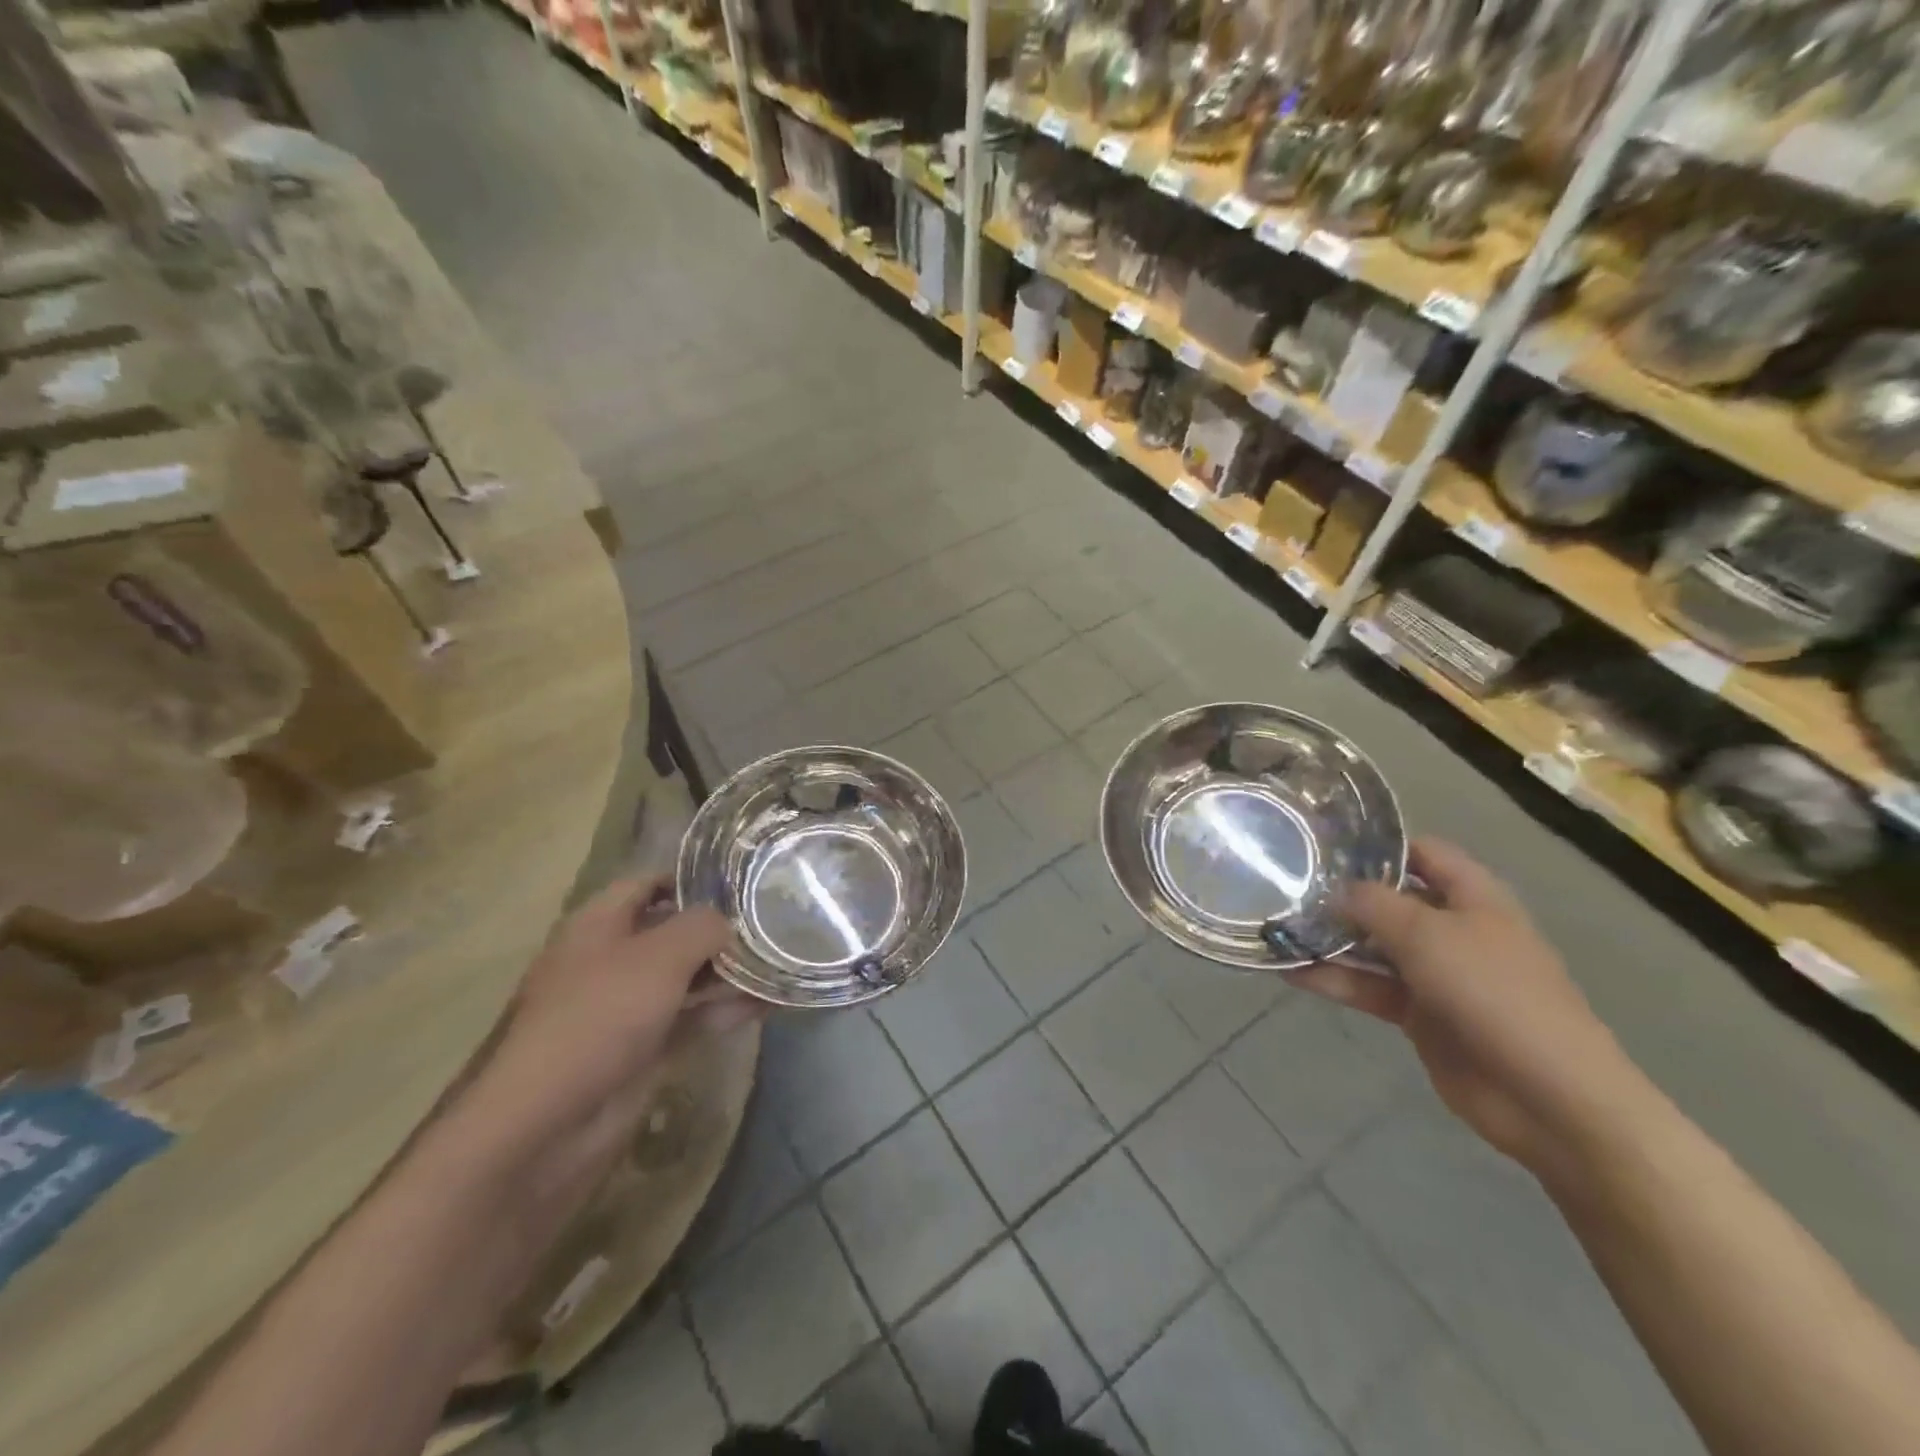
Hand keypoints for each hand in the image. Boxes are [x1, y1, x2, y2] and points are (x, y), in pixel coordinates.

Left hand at [447, 878, 759, 1214]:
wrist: (545, 1125)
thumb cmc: (598, 1018)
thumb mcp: (658, 956)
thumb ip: (702, 927)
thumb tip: (729, 923)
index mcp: (599, 925)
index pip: (648, 883)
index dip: (691, 877)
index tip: (743, 879)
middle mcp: (611, 960)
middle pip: (672, 930)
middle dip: (719, 927)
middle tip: (774, 920)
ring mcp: (626, 1008)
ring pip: (686, 977)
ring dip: (728, 971)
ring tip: (781, 960)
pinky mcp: (642, 1050)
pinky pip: (691, 1019)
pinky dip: (723, 1011)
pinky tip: (766, 1004)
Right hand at [1286, 839, 1628, 1171]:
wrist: (1548, 1096)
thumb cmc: (1493, 993)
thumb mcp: (1427, 934)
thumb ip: (1372, 903)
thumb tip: (1331, 889)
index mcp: (1472, 897)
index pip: (1422, 853)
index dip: (1377, 844)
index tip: (1322, 841)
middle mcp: (1453, 928)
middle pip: (1390, 899)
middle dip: (1341, 893)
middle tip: (1283, 884)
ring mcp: (1436, 973)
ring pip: (1373, 946)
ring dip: (1329, 939)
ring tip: (1275, 927)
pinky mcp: (1420, 1014)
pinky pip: (1369, 987)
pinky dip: (1334, 980)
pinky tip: (1289, 972)